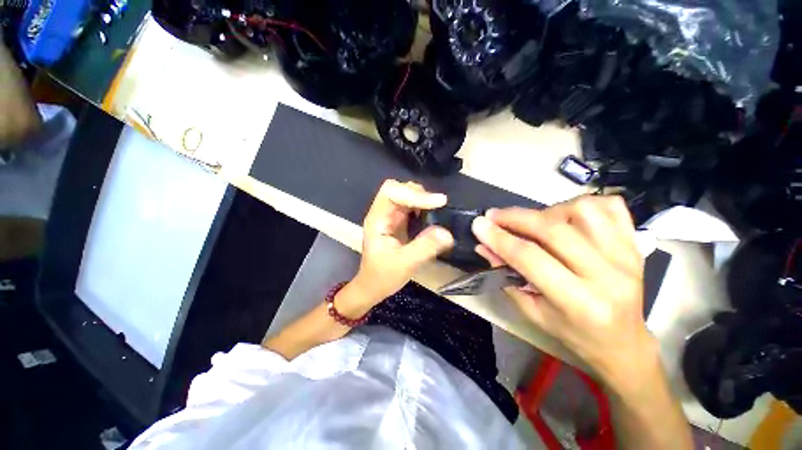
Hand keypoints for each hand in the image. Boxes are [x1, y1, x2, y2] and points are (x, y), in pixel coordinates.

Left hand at [348, 180, 453, 311]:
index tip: (438, 202)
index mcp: (377, 219)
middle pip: (398, 189)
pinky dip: (423, 207)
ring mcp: (390, 217)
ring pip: (405, 196)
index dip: (414, 193)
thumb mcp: (404, 264)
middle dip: (419, 194)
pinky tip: (432, 216)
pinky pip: (411, 207)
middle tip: (438, 205)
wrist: (373, 287)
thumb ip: (424, 248)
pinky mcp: (398, 222)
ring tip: (437, 209)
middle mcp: (382, 213)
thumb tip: (447, 233)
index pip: (391, 192)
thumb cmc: (382, 277)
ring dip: (422, 199)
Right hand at [471, 195, 654, 385]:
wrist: (622, 341)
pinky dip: (582, 204)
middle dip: (516, 218)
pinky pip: (609, 206)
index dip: (499, 238)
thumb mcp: (532, 311)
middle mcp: (608, 275)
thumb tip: (484, 246)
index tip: (478, 225)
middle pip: (554, 230)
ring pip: (582, 211)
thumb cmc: (573, 333)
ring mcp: (626, 255)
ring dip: (548, 211)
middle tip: (494, 216)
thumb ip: (506, 276)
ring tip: (535, 222)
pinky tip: (567, 216)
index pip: (531, 258)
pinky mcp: (634, 244)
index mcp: (581, 302)